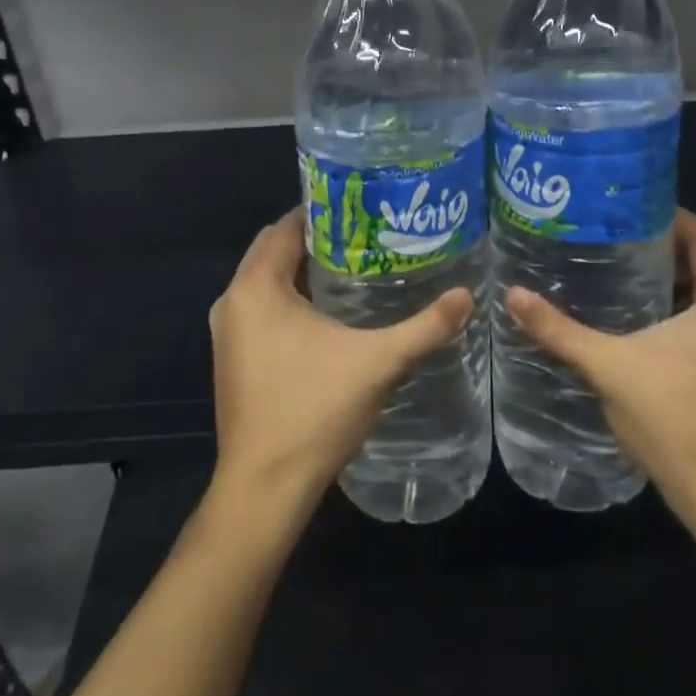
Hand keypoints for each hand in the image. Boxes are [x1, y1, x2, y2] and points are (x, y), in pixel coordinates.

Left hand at [206, 209, 473, 519]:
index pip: (287, 227)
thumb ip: (425, 327)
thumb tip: (467, 296)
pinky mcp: (233, 359)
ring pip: (267, 282)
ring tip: (356, 267)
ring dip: (303, 271)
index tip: (363, 208)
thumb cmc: (314, 411)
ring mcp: (228, 333)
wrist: (265, 487)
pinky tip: (330, 314)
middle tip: (367, 236)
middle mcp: (233, 301)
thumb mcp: (378, 363)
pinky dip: (290, 300)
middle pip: (274, 251)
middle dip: (317, 239)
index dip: (323, 212)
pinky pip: (262, 310)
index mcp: (256, 287)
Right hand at [504, 209, 695, 518]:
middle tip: (613, 235)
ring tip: (618, 268)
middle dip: (662, 248)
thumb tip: (513, 294)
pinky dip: (678, 309)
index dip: (671, 217)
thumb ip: (559, 329)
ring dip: (670, 281)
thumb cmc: (672, 416)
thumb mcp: (608, 365)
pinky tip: (636, 317)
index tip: (629, 206)